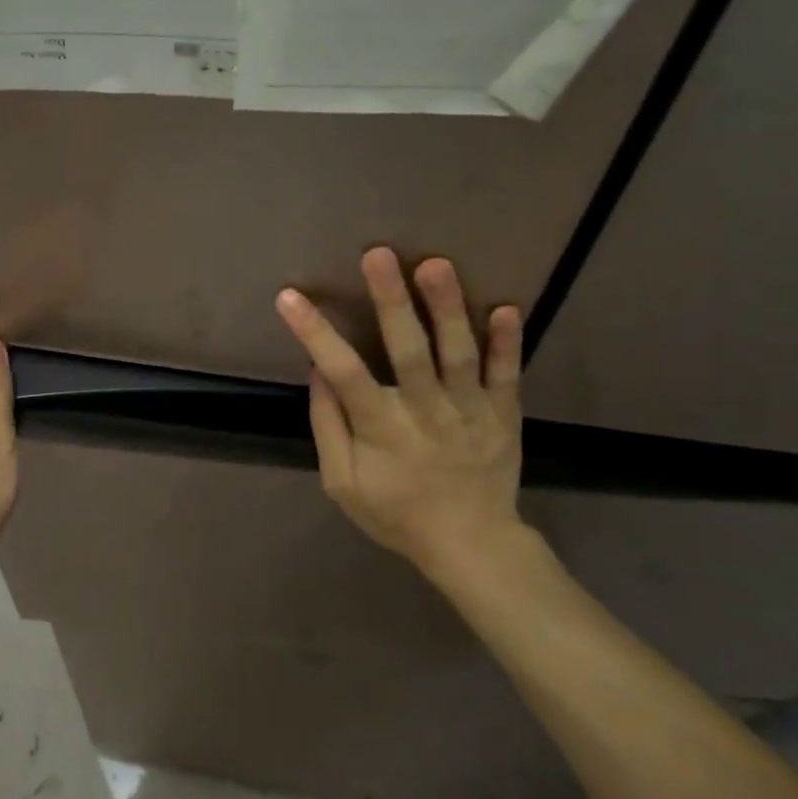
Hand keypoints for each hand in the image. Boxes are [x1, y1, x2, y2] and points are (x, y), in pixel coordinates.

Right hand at [275, 249, 525, 587]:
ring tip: (435, 264)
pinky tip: (508, 307)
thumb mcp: (343, 484)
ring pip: (459, 353)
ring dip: (447, 307)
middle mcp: (425, 411)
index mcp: (382, 428)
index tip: (289, 297)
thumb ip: (329, 428)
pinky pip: (507, 375)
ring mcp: (469, 411)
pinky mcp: (503, 415)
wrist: (470, 544)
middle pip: (408, 350)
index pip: (343, 373)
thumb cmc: (396, 513)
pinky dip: (508, 342)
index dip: (314, 333)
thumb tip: (317, 372)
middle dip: (391, 300)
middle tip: (378, 254)